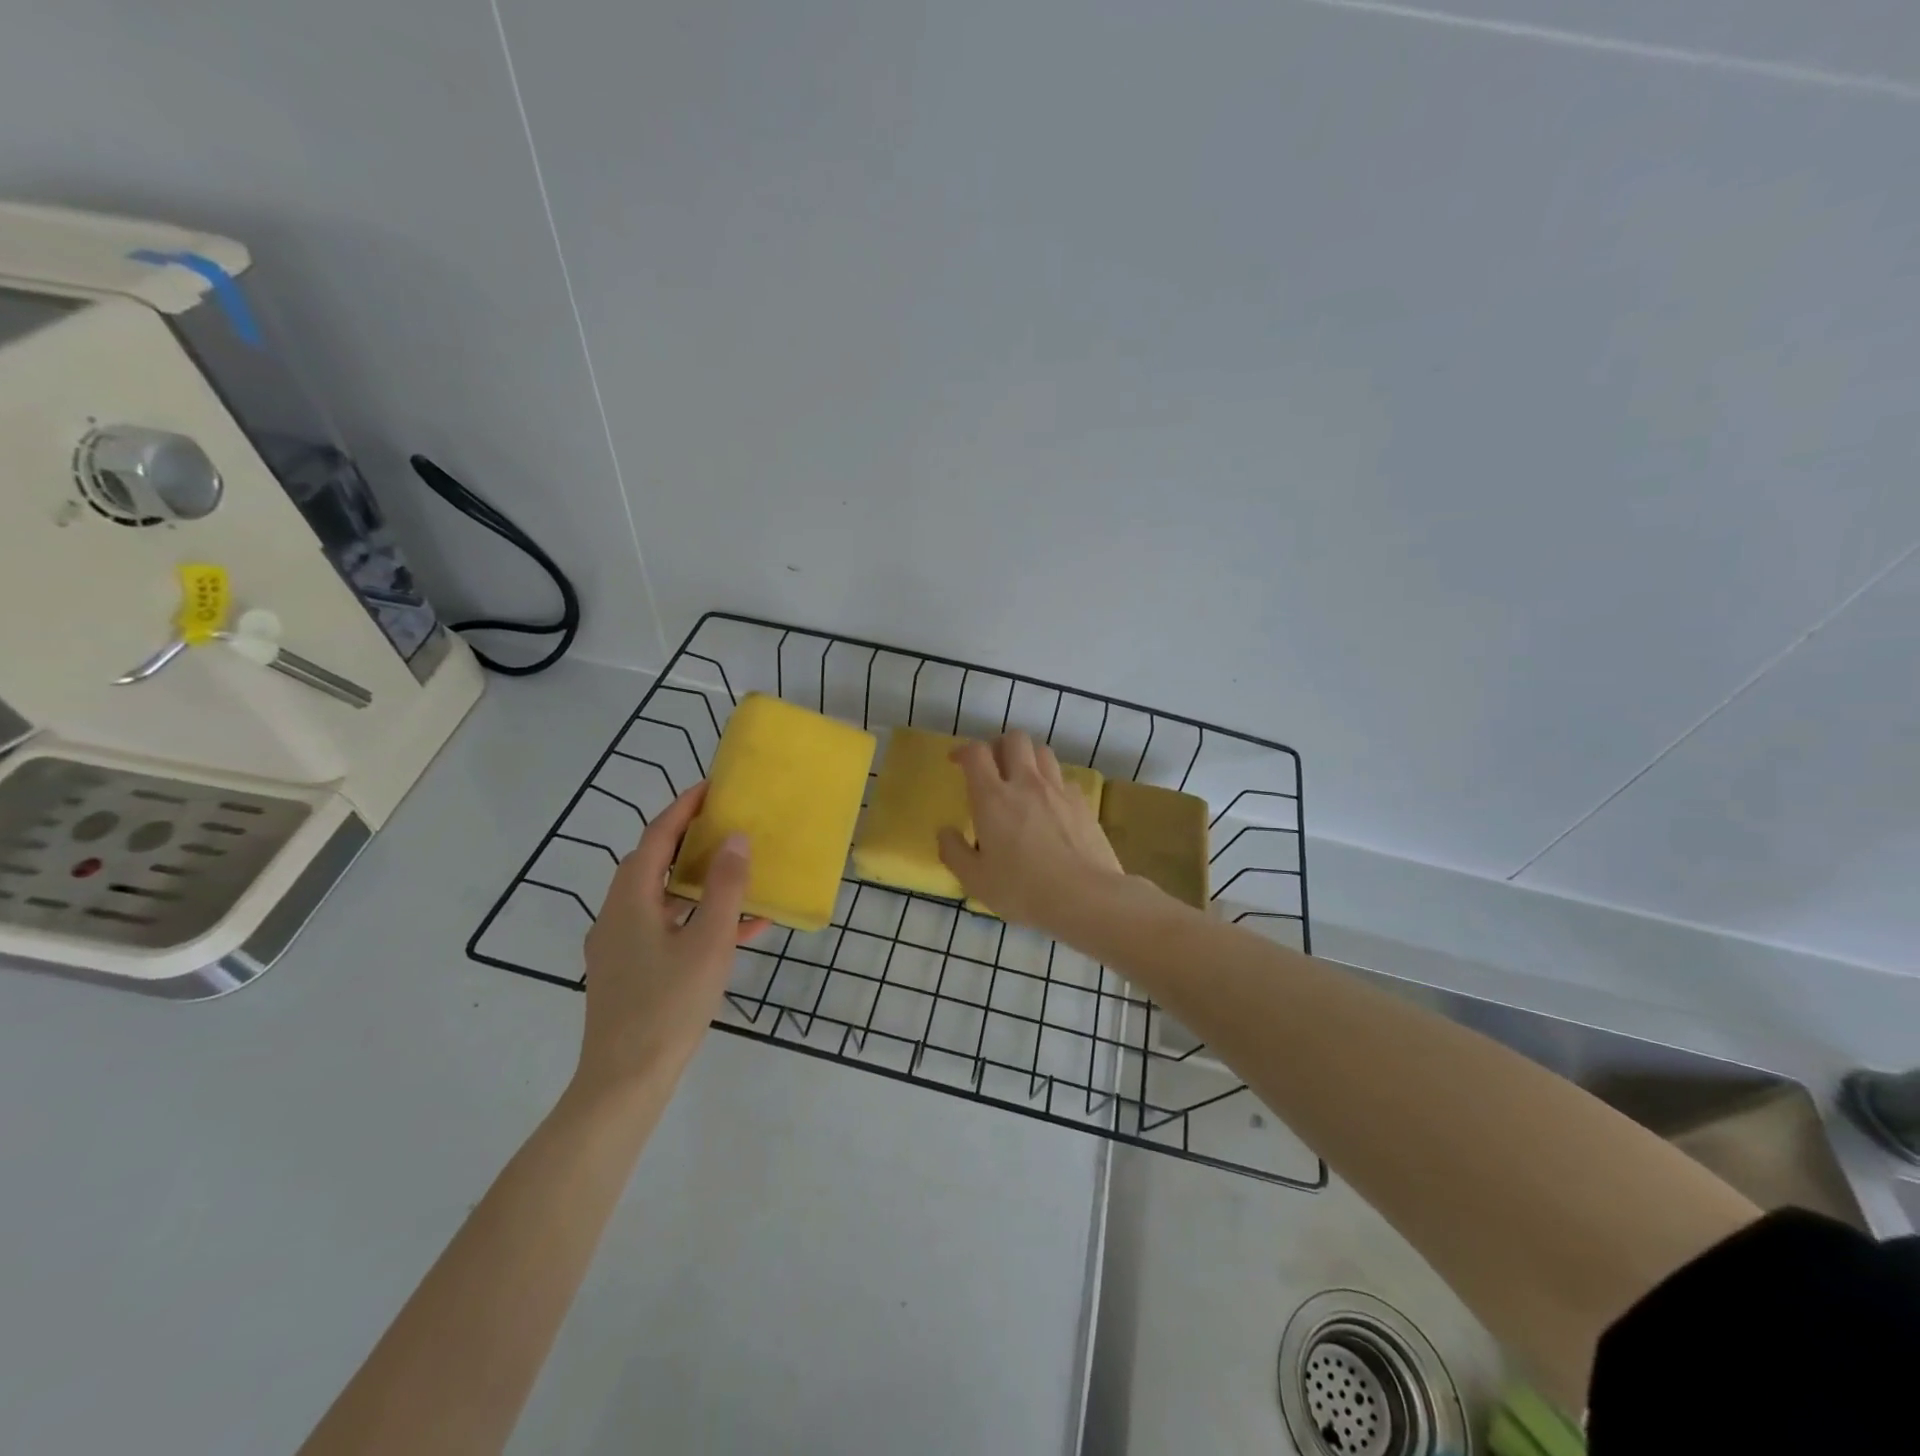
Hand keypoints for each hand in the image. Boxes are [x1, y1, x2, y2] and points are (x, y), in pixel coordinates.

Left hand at [577, 783, 769, 1098]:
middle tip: (726, 822)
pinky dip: (696, 920)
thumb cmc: (669, 1005)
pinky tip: (738, 930)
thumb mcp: (708, 942)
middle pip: (653, 863)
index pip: (656, 838)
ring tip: (737, 870)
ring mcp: (619, 946)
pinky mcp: (629, 972)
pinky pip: (666, 930)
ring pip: (661, 898)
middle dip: (689, 839)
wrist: (624, 1082)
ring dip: (698, 882)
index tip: (711, 787)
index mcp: (629, 900)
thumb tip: (735, 838)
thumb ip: (725, 887)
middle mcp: (617, 915)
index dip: (683, 808)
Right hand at [936, 732, 1126, 937]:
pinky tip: (1051, 805)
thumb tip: (945, 832)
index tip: (957, 762)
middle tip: (993, 767)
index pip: (976, 753)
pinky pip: (1065, 778)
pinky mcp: (1083, 803)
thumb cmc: (1023, 890)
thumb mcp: (975, 880)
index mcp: (993, 798)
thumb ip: (954, 852)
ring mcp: (1059, 790)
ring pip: (1043, 751)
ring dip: (1029, 758)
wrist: (1086, 897)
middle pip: (1015, 739)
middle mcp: (1026, 783)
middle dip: (999, 745)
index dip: (963, 751)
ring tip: (1023, 780)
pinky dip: (1053, 783)